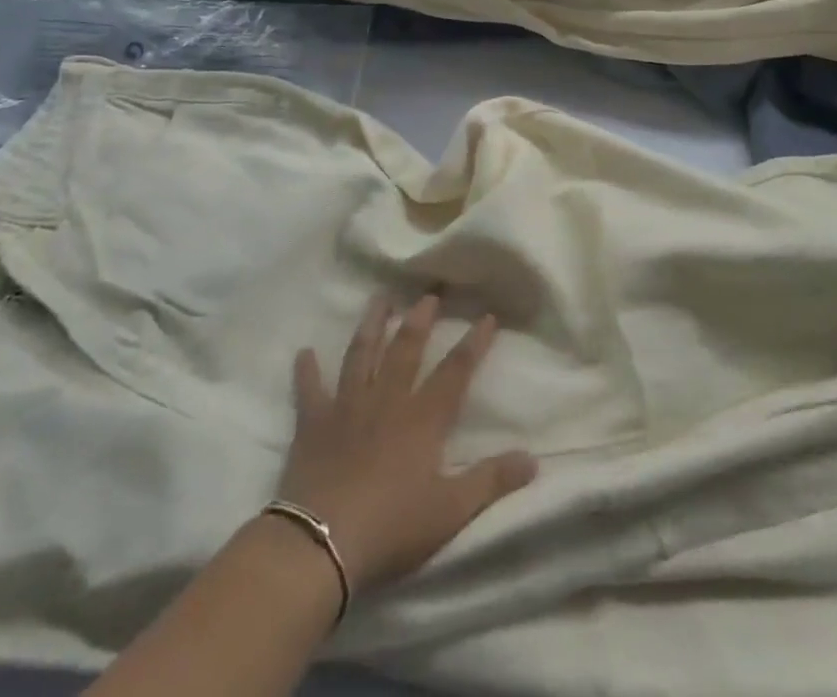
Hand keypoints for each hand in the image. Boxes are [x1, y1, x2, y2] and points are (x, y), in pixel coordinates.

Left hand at [278, 295, 536, 594]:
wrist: (321, 542)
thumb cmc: (391, 527)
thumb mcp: (450, 511)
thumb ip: (491, 481)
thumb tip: (533, 459)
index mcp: (422, 419)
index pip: (455, 371)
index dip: (473, 343)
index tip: (487, 316)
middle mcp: (386, 400)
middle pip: (405, 349)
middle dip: (420, 319)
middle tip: (428, 294)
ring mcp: (347, 407)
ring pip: (361, 355)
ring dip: (371, 325)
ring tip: (379, 299)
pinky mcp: (313, 424)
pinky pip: (309, 390)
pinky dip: (306, 371)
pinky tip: (304, 352)